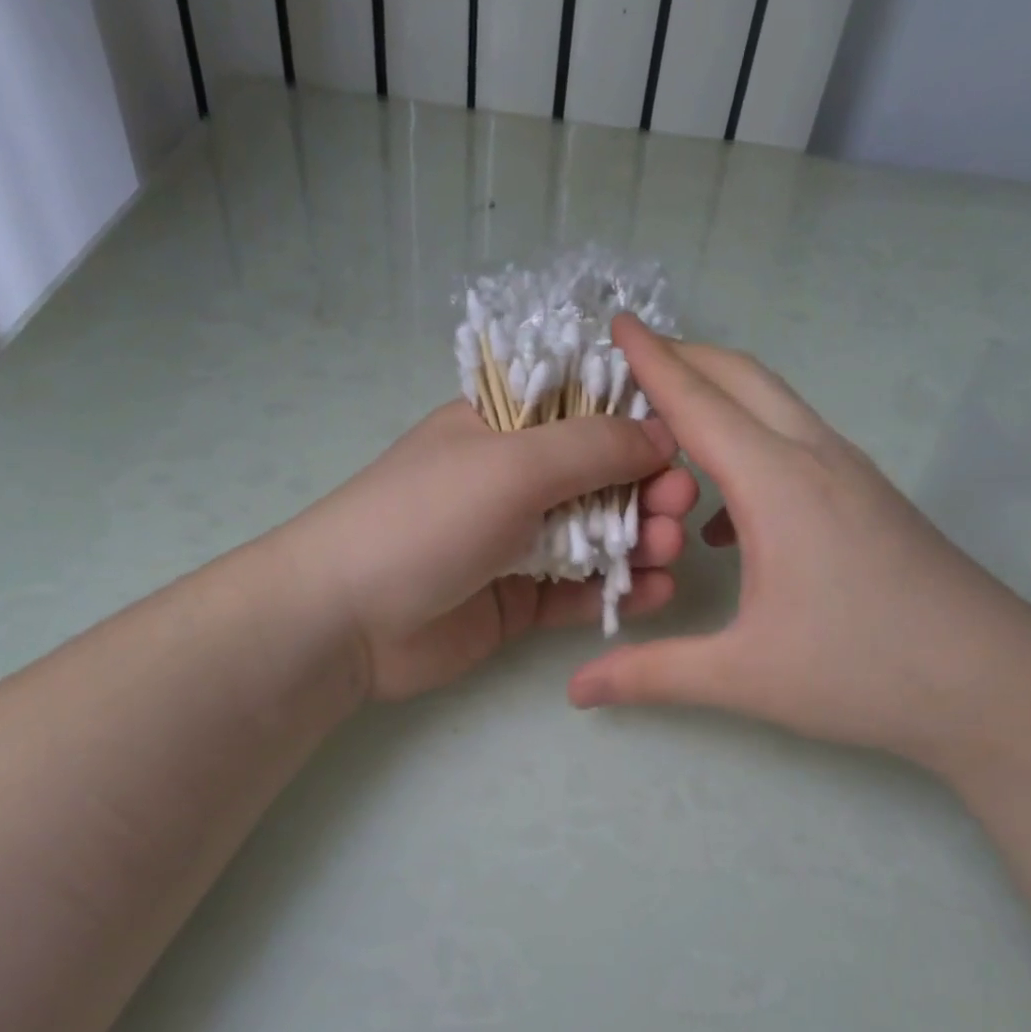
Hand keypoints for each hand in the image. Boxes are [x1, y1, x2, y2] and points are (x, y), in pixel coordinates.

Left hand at [291, 401, 698, 701]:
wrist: (346, 619)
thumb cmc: (426, 518)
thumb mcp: (511, 464)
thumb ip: (592, 447)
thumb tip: (661, 432)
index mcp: (504, 428)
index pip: (586, 412)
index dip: (638, 425)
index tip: (683, 445)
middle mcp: (515, 481)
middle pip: (602, 478)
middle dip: (647, 490)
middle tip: (680, 508)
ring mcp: (518, 543)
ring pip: (597, 537)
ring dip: (639, 541)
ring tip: (668, 552)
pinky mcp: (521, 600)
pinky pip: (580, 590)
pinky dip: (617, 590)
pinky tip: (654, 593)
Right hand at [569, 318, 1030, 773]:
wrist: (995, 685)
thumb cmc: (863, 671)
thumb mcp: (743, 676)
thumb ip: (651, 675)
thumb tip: (579, 690)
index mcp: (776, 484)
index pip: (698, 401)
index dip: (651, 361)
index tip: (615, 323)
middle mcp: (815, 459)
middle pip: (744, 378)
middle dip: (686, 359)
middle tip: (632, 366)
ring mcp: (851, 476)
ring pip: (776, 408)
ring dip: (722, 403)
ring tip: (671, 435)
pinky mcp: (871, 500)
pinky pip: (797, 448)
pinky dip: (752, 452)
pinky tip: (729, 522)